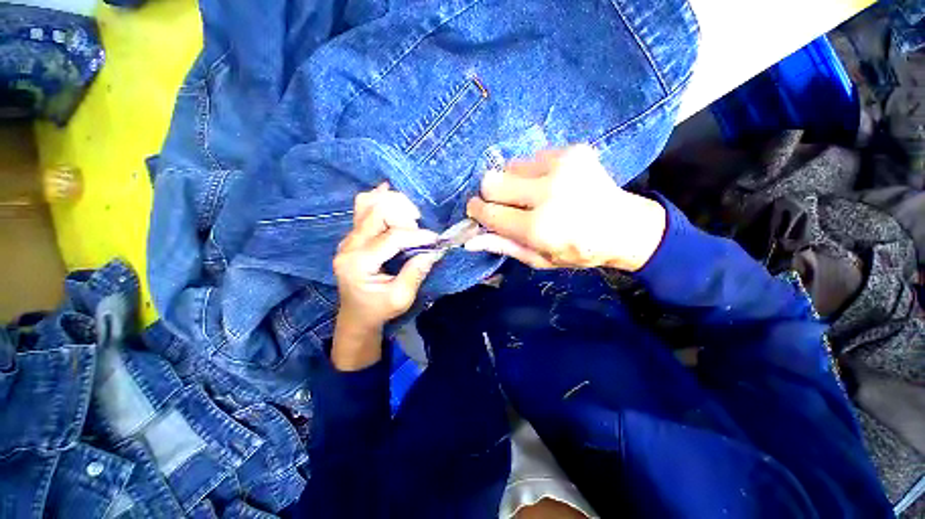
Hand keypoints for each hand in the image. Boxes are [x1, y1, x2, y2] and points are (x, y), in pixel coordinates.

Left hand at [332, 184, 441, 369]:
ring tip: (410, 217)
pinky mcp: (352, 236)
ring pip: (368, 204)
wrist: (356, 315)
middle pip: (377, 212)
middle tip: (419, 228)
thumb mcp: (401, 298)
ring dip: (393, 205)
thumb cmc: (379, 310)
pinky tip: (395, 200)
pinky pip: (364, 208)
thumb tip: (435, 250)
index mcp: (358, 264)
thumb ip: (417, 272)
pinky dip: (381, 201)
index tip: (436, 239)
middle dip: (404, 215)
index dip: (417, 235)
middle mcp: (348, 246)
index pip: (391, 238)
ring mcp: (347, 238)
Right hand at [465, 145, 666, 270]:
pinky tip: (550, 184)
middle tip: (506, 204)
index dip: (477, 211)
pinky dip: (532, 172)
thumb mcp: (538, 260)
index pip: (489, 212)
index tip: (477, 211)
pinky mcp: (573, 150)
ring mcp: (562, 166)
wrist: (624, 227)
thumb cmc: (578, 251)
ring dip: (513, 182)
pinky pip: (531, 157)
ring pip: (509, 166)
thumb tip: (470, 240)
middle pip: (491, 181)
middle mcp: (548, 193)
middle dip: (491, 194)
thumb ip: (503, 246)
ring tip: (532, 195)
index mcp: (539, 228)